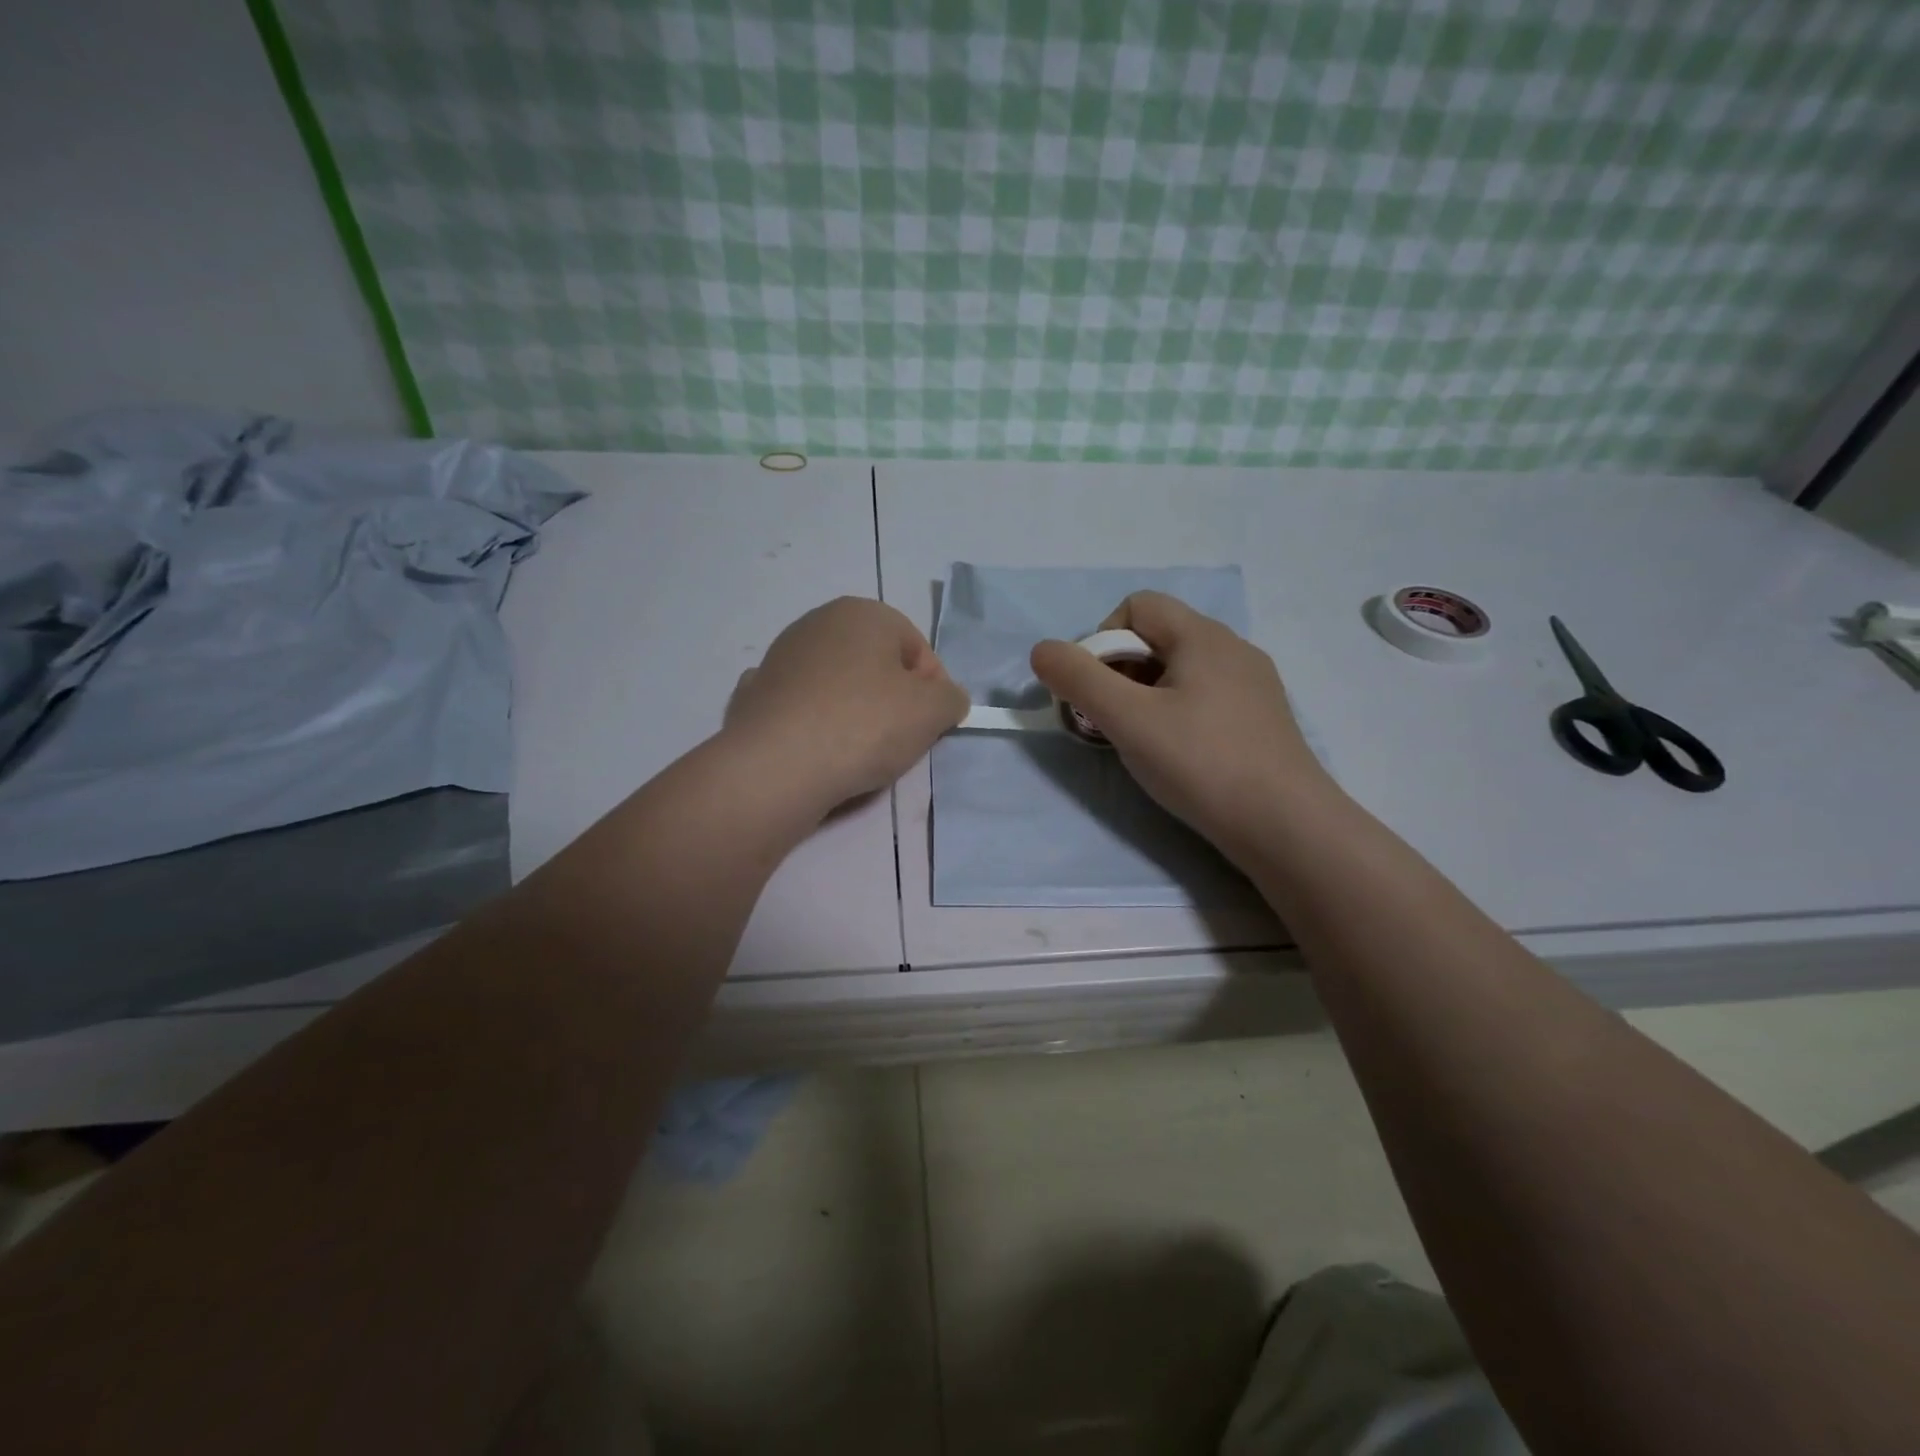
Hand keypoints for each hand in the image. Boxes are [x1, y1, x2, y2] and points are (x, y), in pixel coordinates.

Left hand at [725, 597, 967, 808]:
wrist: (777, 765)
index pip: (917, 648)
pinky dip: (811, 722)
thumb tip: (945, 698)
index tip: (929, 723)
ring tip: (856, 752)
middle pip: (874, 663)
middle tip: (898, 738)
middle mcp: (818, 622)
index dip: (931, 688)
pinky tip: (815, 748)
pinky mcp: (756, 693)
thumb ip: (951, 698)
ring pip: (836, 684)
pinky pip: (799, 706)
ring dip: (852, 710)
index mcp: (863, 612)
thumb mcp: (932, 711)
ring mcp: (780, 656)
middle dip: (891, 698)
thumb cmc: (864, 725)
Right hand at [1030, 591, 1333, 856]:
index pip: (1137, 606)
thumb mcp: (1127, 719)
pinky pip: (1205, 698)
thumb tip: (1042, 650)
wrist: (1285, 826)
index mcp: (1203, 636)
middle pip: (1158, 638)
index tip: (1095, 690)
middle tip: (1109, 720)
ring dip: (1146, 696)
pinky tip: (1179, 755)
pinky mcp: (1261, 720)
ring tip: (1140, 741)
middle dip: (1120, 672)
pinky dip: (1177, 715)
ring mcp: (1253, 685)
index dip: (1103, 640)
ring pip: (1180, 672)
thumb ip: (1079, 679)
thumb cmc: (1201, 762)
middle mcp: (1232, 649)